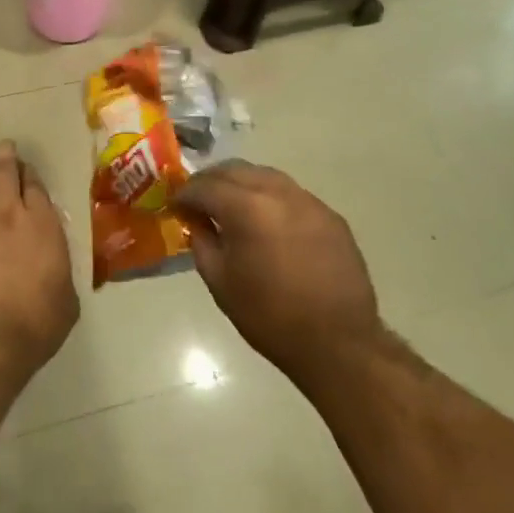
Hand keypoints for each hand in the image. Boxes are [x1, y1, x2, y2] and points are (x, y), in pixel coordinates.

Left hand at [0, 142, 79, 376]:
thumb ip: (58, 269)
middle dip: (5, 159)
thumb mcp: (65, 297)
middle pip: (2, 175)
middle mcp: (7, 217)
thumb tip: (52, 267)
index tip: (27, 170)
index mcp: (42, 224)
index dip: (30, 175)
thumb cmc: (38, 322)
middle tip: (4, 150)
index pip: (34, 185)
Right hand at [176, 162, 382, 387]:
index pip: (206, 186)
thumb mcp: (220, 281)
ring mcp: (309, 201)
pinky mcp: (330, 215)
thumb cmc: (269, 316)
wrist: (338, 343)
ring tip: (230, 206)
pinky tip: (267, 221)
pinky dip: (270, 198)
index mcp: (247, 208)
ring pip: (266, 176)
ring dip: (242, 184)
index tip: (176, 205)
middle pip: (236, 170)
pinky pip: (291, 194)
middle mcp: (278, 193)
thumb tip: (197, 220)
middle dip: (212, 180)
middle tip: (198, 200)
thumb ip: (202, 240)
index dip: (185, 193)